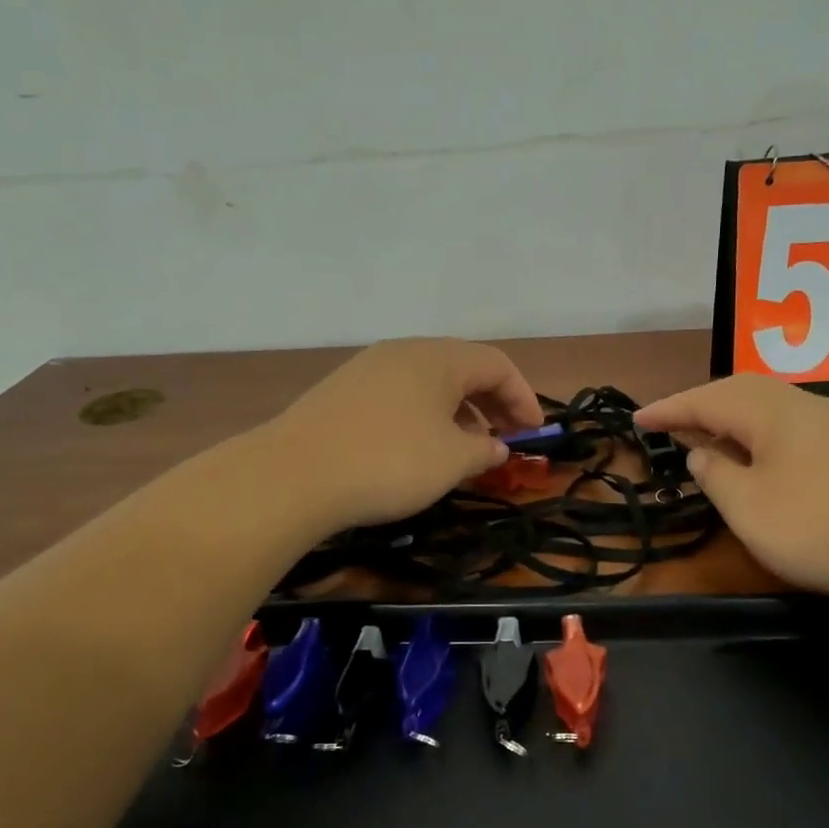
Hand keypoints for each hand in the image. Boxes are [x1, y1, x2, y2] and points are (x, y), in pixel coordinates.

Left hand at [260, 338, 543, 534]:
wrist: (294, 474)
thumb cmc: (391, 461)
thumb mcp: (452, 461)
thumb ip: (484, 450)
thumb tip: (496, 446)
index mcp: (439, 358)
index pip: (497, 365)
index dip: (523, 397)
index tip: (533, 433)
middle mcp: (405, 352)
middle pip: (463, 369)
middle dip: (492, 403)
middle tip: (506, 438)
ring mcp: (369, 369)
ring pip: (430, 383)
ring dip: (458, 412)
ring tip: (466, 448)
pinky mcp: (343, 392)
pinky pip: (400, 396)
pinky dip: (425, 416)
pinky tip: (421, 449)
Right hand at [635, 374, 828, 604]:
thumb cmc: (821, 527)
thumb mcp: (749, 508)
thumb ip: (716, 475)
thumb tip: (702, 453)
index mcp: (771, 410)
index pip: (707, 399)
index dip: (669, 409)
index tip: (637, 420)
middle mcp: (804, 404)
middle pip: (741, 391)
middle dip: (701, 405)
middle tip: (671, 424)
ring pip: (771, 407)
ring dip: (734, 418)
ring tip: (710, 437)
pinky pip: (793, 427)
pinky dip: (763, 435)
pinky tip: (764, 459)